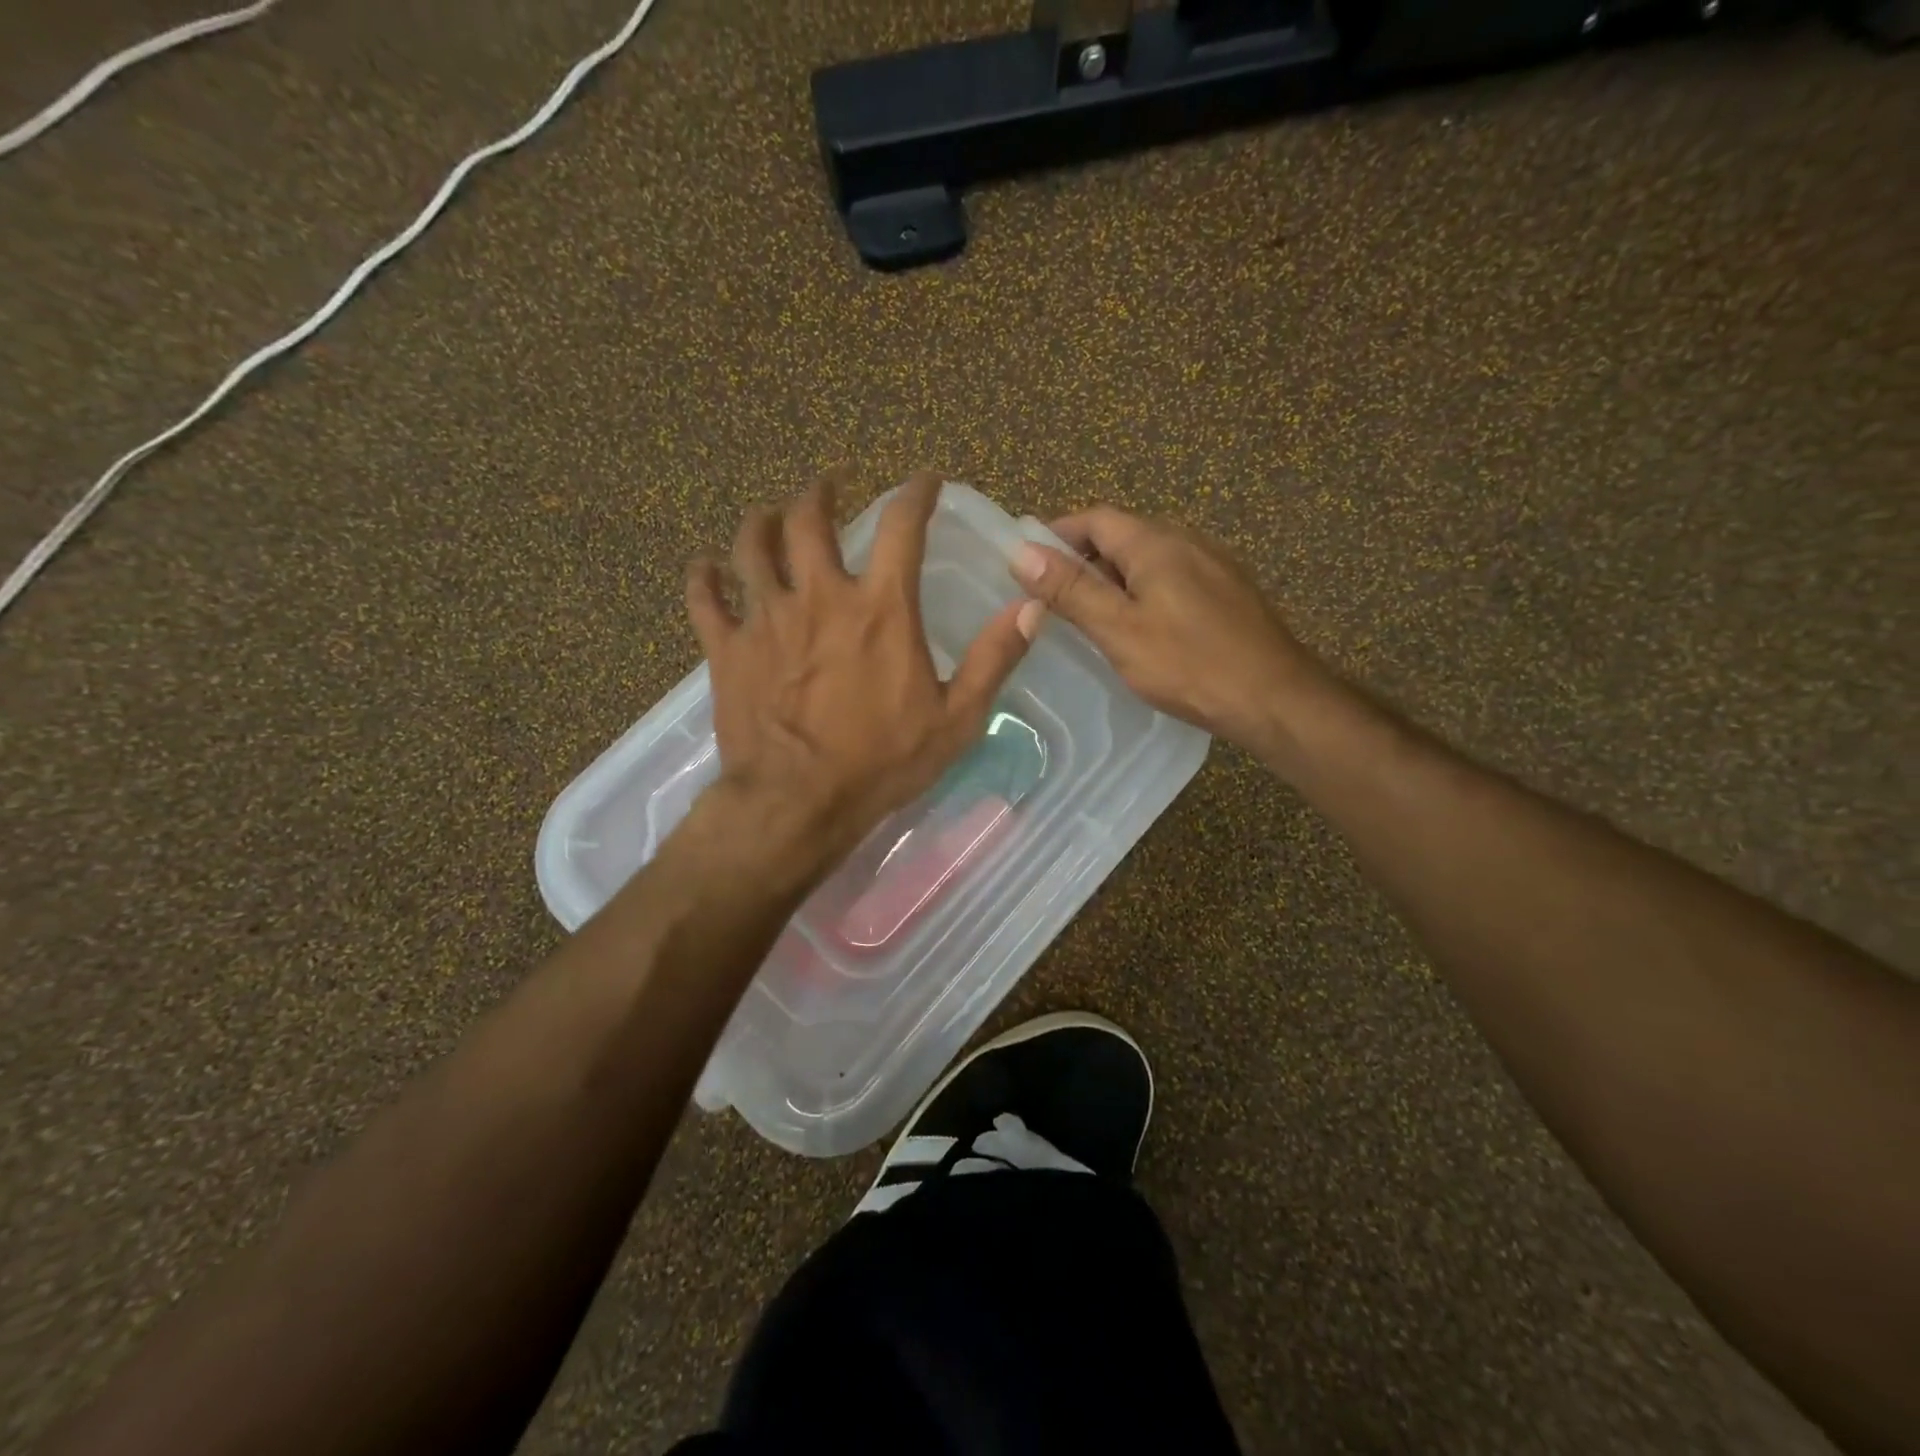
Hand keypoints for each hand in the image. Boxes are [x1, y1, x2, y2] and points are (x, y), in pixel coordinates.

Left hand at [687, 469, 1044, 875]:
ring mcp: (766, 618)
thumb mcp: (956, 719)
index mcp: (880, 608)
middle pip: (808, 518)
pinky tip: (706, 569)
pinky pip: (704, 597)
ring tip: (769, 516)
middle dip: (820, 492)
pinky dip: (704, 577)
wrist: (797, 804)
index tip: (924, 481)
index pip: (901, 526)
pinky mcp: (726, 649)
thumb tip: (1032, 605)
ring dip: (761, 521)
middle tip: (828, 485)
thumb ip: (993, 658)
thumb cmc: (881, 764)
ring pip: (751, 546)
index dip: (916, 493)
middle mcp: (820, 596)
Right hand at [1009, 506, 1332, 749]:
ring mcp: (1214, 566)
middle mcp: (1188, 541)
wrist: (1276, 699)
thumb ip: (1071, 590)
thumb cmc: (1190, 664)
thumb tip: (1021, 551)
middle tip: (1053, 597)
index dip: (1057, 534)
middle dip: (1083, 558)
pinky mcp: (1229, 593)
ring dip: (1114, 577)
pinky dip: (1144, 592)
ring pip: (1150, 558)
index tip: (1028, 562)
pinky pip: (1174, 578)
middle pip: (1123, 535)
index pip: (1095, 518)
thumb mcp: (1119, 630)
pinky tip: (1140, 629)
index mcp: (1156, 543)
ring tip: (1090, 617)